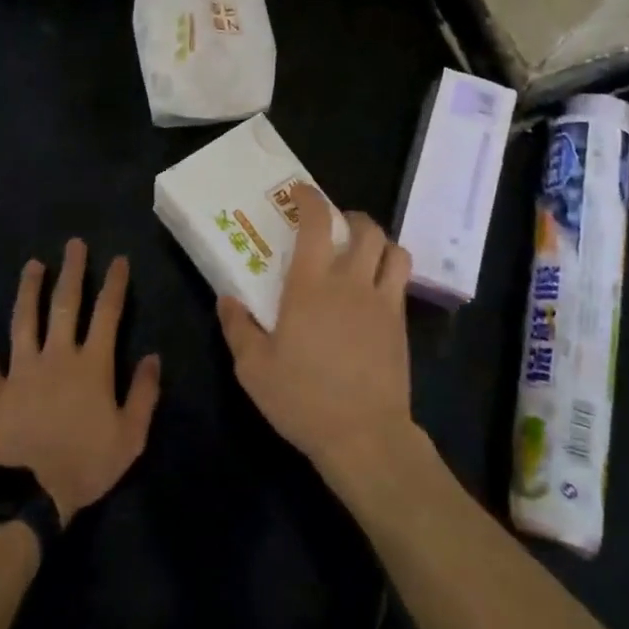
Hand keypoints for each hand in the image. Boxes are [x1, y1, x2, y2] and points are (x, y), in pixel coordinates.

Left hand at [0, 240, 160, 524]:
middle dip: (72, 272)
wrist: (30, 494)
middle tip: (74, 244)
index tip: (118, 259)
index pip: (107, 314)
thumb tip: (153, 358)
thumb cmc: (86, 464)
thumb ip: (143, 394)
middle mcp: (58, 356)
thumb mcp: (130, 436)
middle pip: (65, 305)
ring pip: (25, 321)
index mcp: (92, 364)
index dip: (114, 284)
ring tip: (32, 265)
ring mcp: (23, 370)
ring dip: (28, 291)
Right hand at [217, 184, 414, 481]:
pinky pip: (402, 280)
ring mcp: (381, 301)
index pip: (316, 223)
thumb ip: (238, 328)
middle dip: (349, 217)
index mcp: (310, 285)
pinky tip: (374, 287)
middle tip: (334, 226)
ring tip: (362, 250)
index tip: (301, 192)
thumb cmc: (303, 398)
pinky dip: (391, 268)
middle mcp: (350, 282)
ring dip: (377, 240)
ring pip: (391, 249)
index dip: (311, 199)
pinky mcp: (400, 323)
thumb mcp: (254, 368)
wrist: (364, 436)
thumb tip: (227, 298)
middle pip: (364, 228)